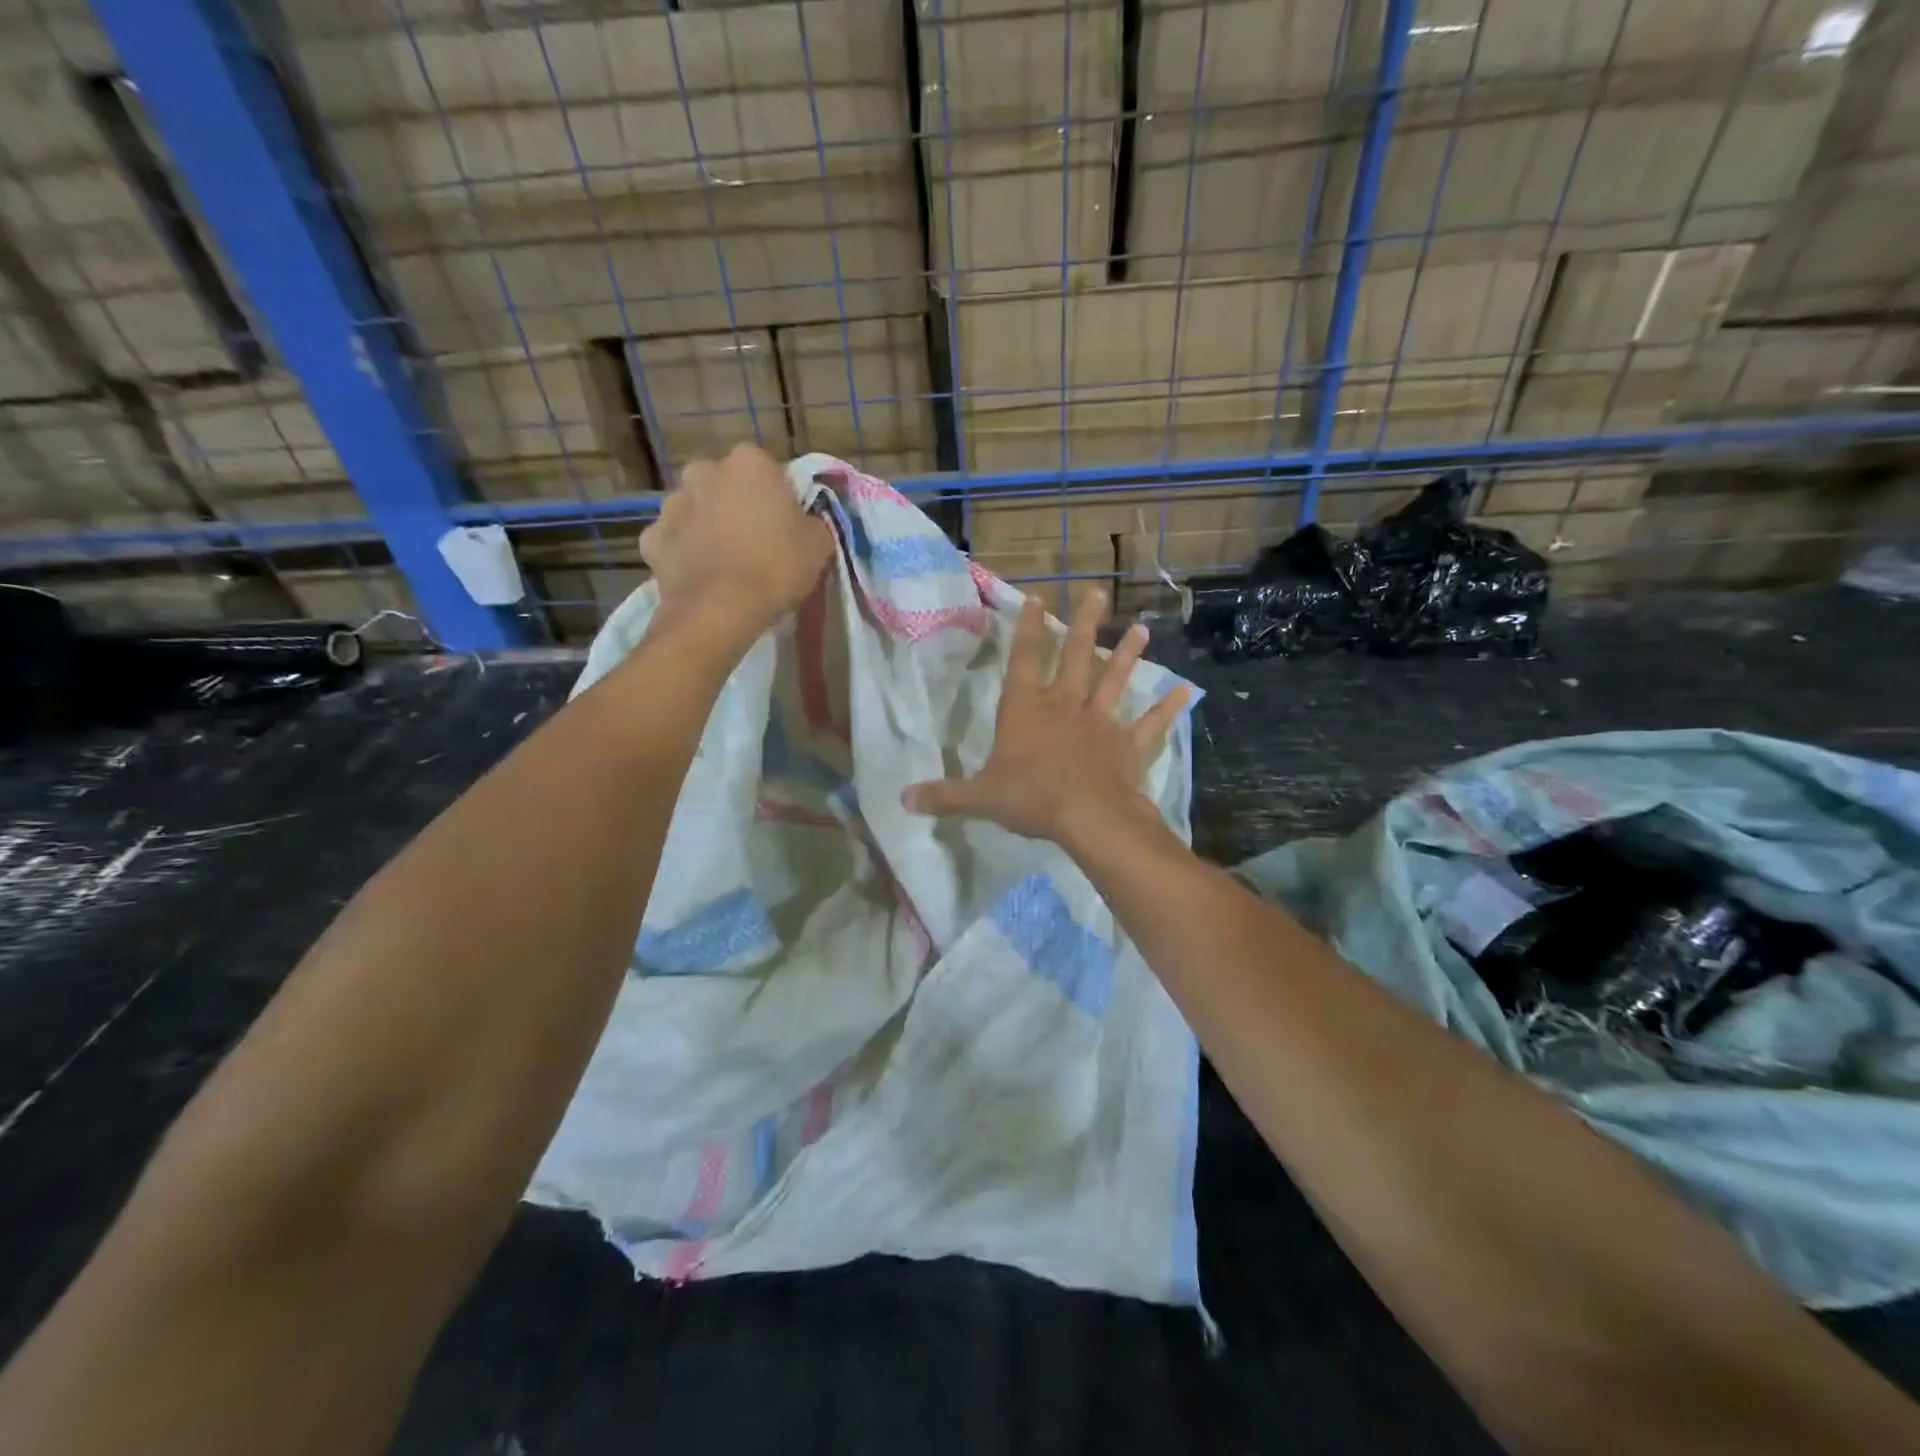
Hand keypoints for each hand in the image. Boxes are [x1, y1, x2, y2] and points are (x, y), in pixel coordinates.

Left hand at [640, 444, 834, 636]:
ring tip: (726, 562)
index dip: (777, 495)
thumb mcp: (819, 545)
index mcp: (749, 463)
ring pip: (696, 509)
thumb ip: (812, 523)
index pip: (767, 468)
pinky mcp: (651, 538)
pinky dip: (684, 553)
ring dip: (708, 526)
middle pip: (725, 484)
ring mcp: (672, 504)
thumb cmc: (776, 568)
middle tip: (755, 540)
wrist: (720, 610)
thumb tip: (805, 523)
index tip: (785, 523)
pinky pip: (674, 540)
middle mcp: (705, 471)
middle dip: (736, 504)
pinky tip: (700, 576)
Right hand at [902, 590, 1192, 846]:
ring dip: (1128, 655)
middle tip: (1097, 593)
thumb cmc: (1030, 799)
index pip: (1025, 659)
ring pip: (1115, 680)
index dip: (1028, 628)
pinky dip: (1166, 709)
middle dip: (1084, 624)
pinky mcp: (1127, 745)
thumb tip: (902, 800)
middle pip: (1075, 656)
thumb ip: (944, 795)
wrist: (1087, 817)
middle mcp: (1064, 705)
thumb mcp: (979, 798)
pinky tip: (1186, 693)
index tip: (1037, 598)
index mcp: (1026, 709)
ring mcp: (1100, 722)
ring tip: (1142, 629)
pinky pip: (1150, 724)